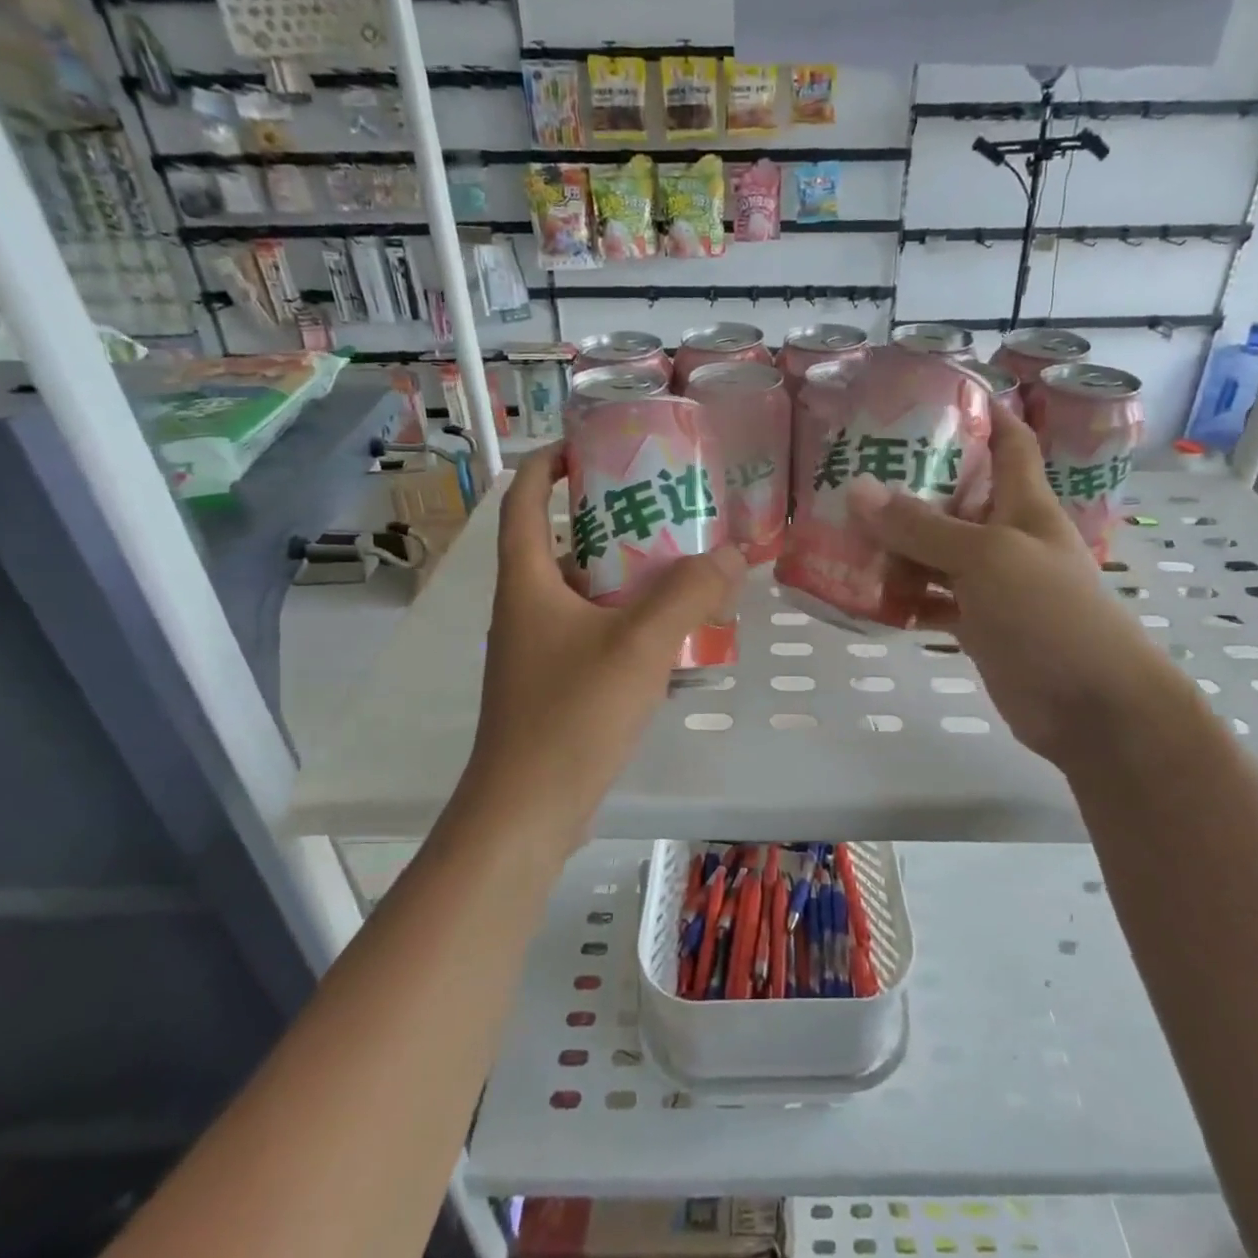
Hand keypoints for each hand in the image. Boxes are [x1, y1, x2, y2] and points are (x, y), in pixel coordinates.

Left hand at [462, 448, 745, 844]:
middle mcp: (526, 607)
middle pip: (563, 543)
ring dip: (627, 574)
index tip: (595, 445)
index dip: (551, 463)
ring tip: (682, 564)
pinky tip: (673, 632)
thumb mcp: (638, 646)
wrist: (527, 812)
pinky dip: (628, 620)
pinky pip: (595, 631)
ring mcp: (539, 649)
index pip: (525, 499)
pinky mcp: (556, 684)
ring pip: (584, 592)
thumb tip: (732, 554)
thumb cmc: (571, 716)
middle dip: (610, 520)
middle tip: (666, 508)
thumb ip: (688, 595)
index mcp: (527, 581)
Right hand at [846, 406, 1181, 771]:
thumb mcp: (985, 558)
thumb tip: (858, 490)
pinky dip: (904, 597)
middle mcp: (1007, 538)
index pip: (1010, 442)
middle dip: (912, 484)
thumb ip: (922, 528)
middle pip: (957, 498)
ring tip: (842, 530)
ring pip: (936, 553)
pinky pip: (933, 600)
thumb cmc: (1050, 614)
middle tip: (853, 469)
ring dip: (897, 545)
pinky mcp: (979, 625)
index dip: (983, 412)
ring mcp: (992, 584)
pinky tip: (864, 593)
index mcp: (1024, 505)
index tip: (934, 393)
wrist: (1092, 707)